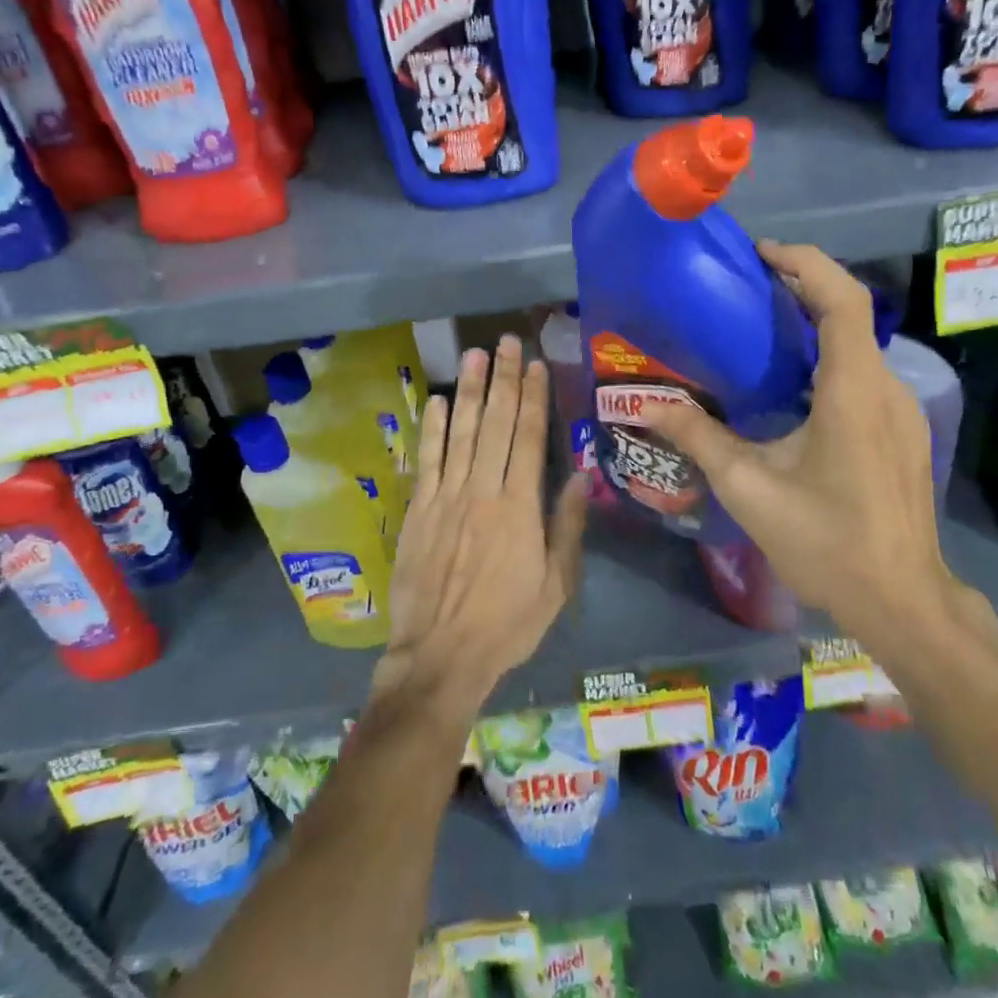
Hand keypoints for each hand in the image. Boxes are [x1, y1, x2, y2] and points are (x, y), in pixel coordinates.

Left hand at [372, 335, 589, 723]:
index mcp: (520, 507)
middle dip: (502, 379)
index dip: (533, 397)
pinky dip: (431, 428)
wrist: (440, 656)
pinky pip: (426, 461)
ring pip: (459, 433)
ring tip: (474, 354)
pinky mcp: (419, 511)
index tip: (535, 364)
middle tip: (506, 341)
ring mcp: (446, 498)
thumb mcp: (555, 584)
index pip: (528, 437)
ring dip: (468, 391)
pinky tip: (435, 400)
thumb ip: (566, 526)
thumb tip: (578, 473)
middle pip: (495, 424)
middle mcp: (482, 491)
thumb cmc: (507, 623)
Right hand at [640, 242, 953, 632]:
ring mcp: (900, 410)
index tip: (761, 253)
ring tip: (759, 326)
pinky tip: (790, 383)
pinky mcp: (901, 431)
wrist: (902, 602)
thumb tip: (649, 403)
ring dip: (813, 321)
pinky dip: (827, 355)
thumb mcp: (750, 488)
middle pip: (850, 312)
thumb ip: (699, 437)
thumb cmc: (826, 541)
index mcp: (853, 390)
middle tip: (747, 284)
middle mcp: (885, 388)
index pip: (842, 300)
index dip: (805, 263)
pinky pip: (863, 372)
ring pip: (858, 343)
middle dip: (802, 285)